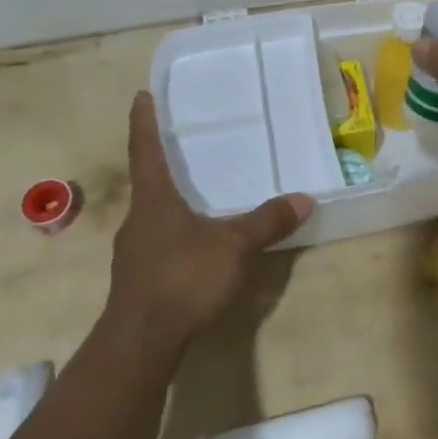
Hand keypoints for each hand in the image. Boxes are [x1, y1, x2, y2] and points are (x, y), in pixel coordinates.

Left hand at [104, 92, 313, 354]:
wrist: (140, 342)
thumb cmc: (182, 279)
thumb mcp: (233, 247)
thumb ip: (266, 222)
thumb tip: (303, 198)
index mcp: (154, 199)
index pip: (145, 149)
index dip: (144, 121)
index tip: (141, 96)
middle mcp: (138, 218)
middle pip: (148, 181)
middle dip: (162, 162)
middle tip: (182, 145)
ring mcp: (134, 251)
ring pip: (152, 214)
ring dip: (169, 201)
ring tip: (194, 195)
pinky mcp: (137, 278)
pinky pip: (157, 242)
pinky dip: (174, 233)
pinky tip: (193, 246)